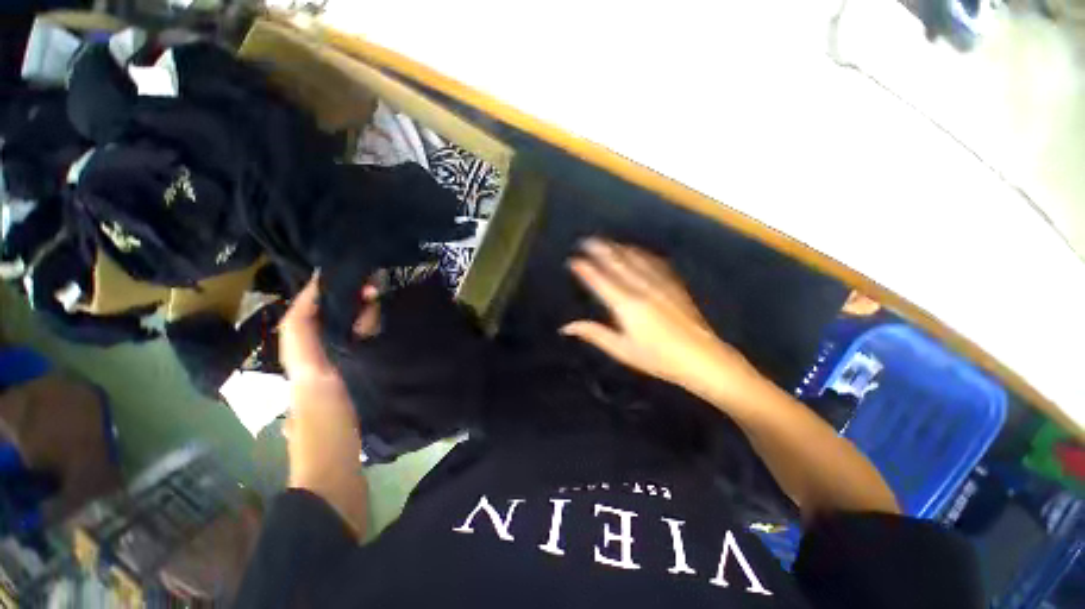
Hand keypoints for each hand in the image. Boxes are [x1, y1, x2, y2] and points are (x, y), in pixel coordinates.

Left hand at [278, 274, 369, 537]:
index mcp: (301, 363)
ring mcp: (330, 381)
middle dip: (338, 303)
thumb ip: (308, 346)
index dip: (312, 294)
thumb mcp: (316, 383)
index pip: (300, 320)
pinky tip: (380, 334)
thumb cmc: (325, 428)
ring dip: (353, 318)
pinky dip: (363, 338)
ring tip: (376, 303)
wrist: (335, 476)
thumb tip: (308, 303)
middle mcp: (311, 368)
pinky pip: (353, 354)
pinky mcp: (348, 392)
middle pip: (320, 327)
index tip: (333, 273)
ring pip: (338, 339)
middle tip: (368, 287)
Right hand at [562, 238, 763, 407]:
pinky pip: (654, 262)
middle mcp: (641, 288)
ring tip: (607, 241)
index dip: (585, 269)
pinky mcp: (673, 284)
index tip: (573, 260)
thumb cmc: (658, 358)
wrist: (702, 358)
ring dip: (618, 248)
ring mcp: (659, 284)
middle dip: (600, 250)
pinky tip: (637, 251)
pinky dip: (641, 254)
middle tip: (586, 241)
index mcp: (626, 305)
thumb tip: (567, 327)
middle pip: (616, 263)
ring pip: (635, 259)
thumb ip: (594, 334)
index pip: (600, 281)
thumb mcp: (622, 350)